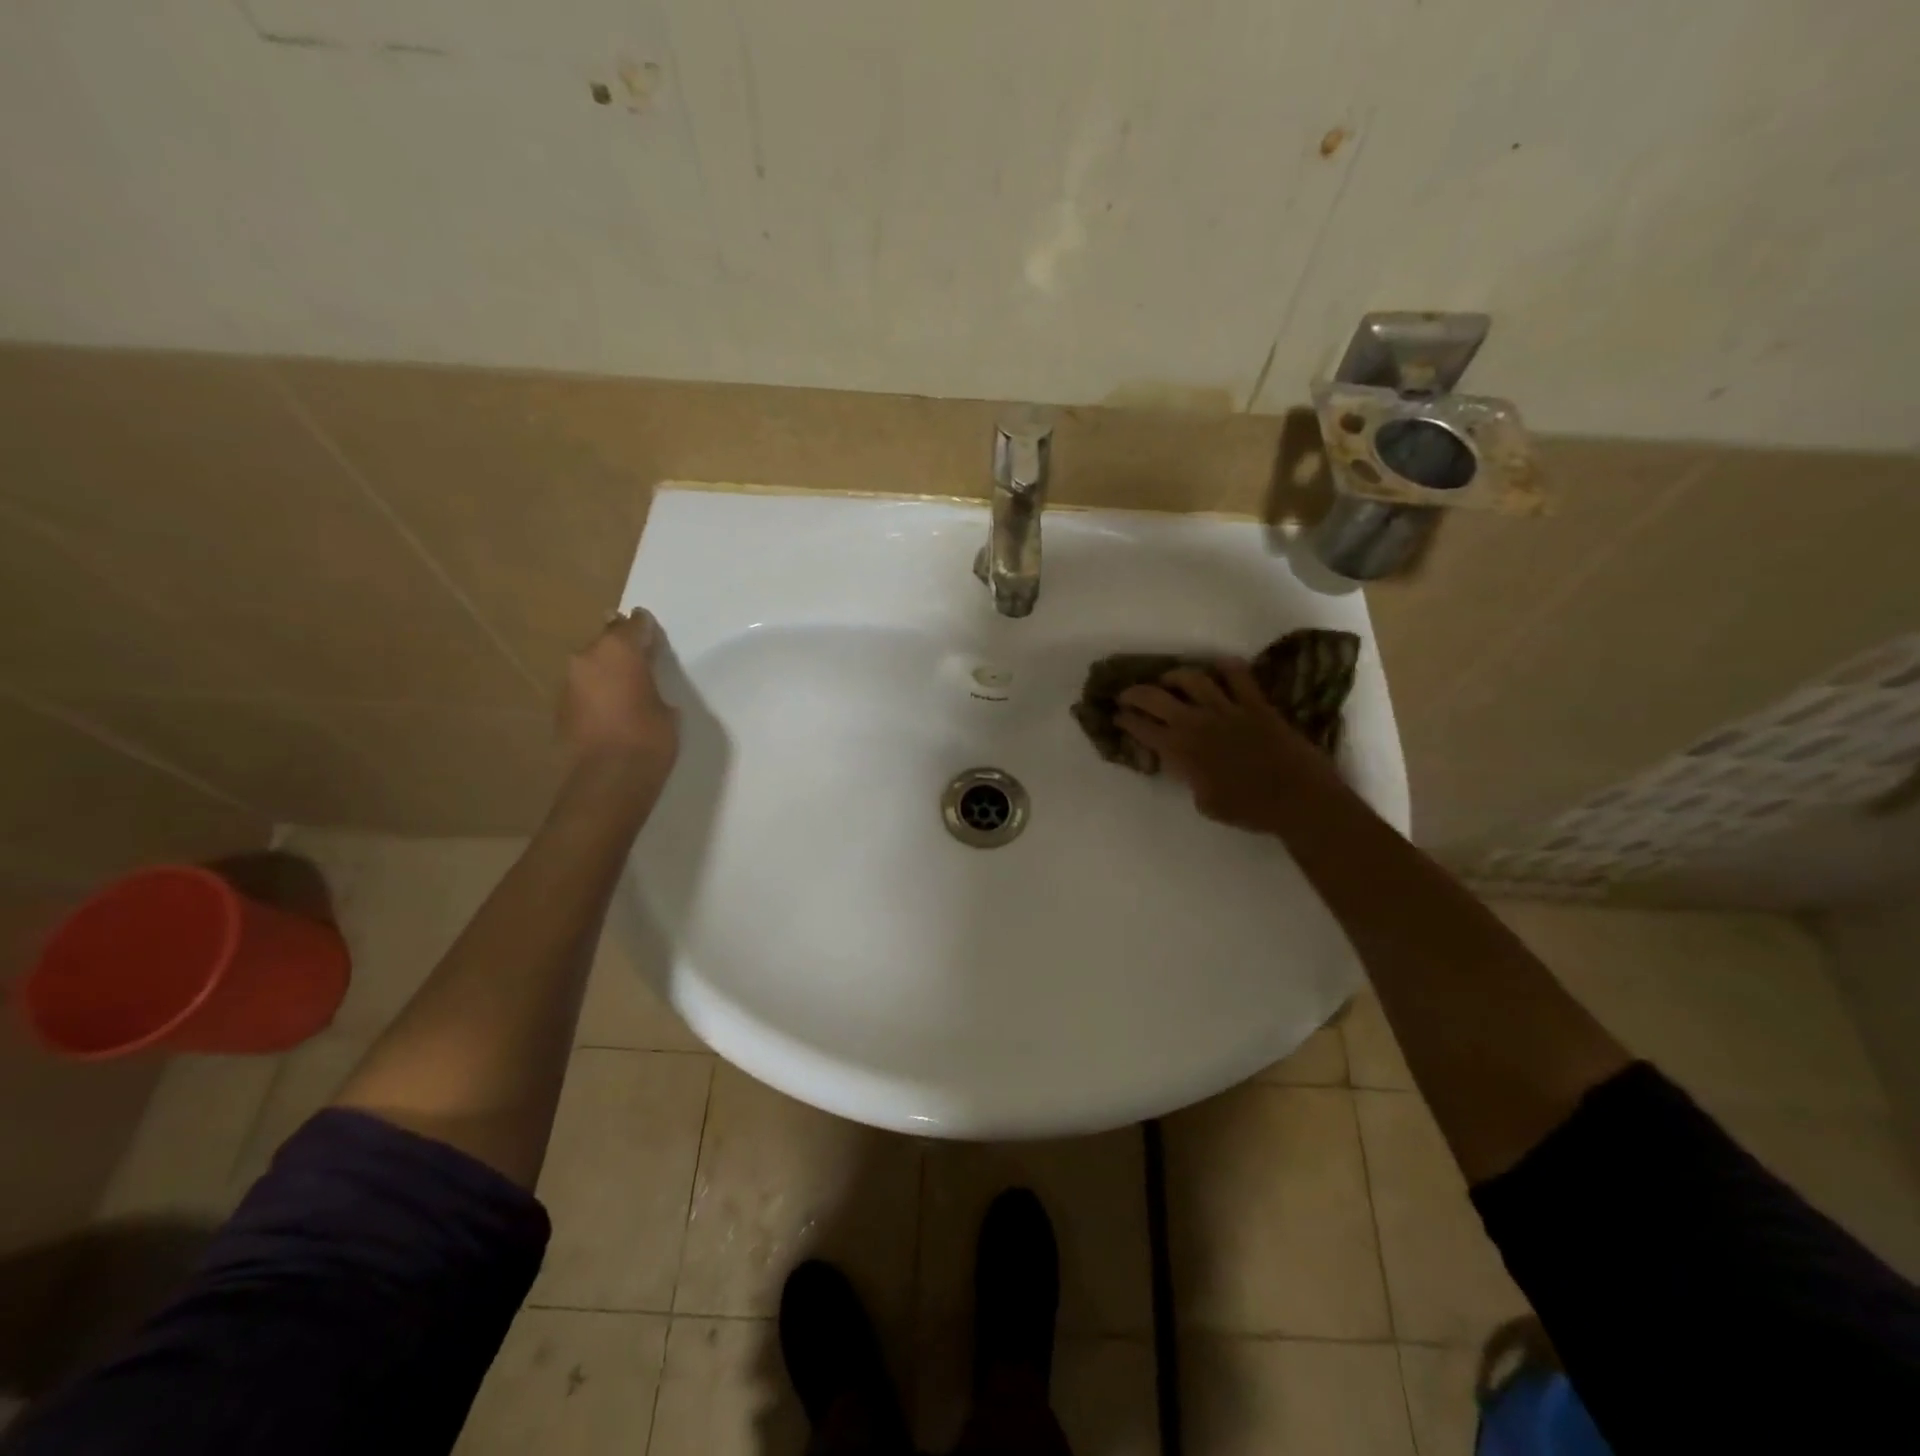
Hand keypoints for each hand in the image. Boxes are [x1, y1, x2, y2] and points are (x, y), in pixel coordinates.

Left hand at [559, 609, 679, 792]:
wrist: (609, 780)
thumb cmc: (649, 738)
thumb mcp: (667, 708)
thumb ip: (652, 685)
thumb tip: (642, 685)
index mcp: (619, 650)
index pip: (633, 624)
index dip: (645, 628)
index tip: (653, 633)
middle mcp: (587, 658)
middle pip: (607, 642)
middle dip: (622, 648)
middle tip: (640, 660)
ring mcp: (568, 683)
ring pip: (591, 666)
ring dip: (606, 672)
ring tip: (626, 688)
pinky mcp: (560, 708)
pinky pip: (583, 690)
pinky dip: (596, 694)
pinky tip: (611, 711)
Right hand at [1115, 662, 1339, 833]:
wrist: (1298, 799)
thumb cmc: (1249, 810)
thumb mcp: (1205, 803)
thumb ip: (1190, 778)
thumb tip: (1187, 765)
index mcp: (1181, 751)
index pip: (1142, 728)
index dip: (1125, 721)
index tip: (1117, 717)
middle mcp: (1197, 723)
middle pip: (1155, 697)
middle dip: (1135, 693)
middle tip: (1128, 694)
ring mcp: (1227, 709)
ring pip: (1191, 678)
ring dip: (1174, 676)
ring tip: (1168, 680)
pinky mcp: (1255, 703)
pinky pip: (1237, 674)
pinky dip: (1224, 667)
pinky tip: (1216, 669)